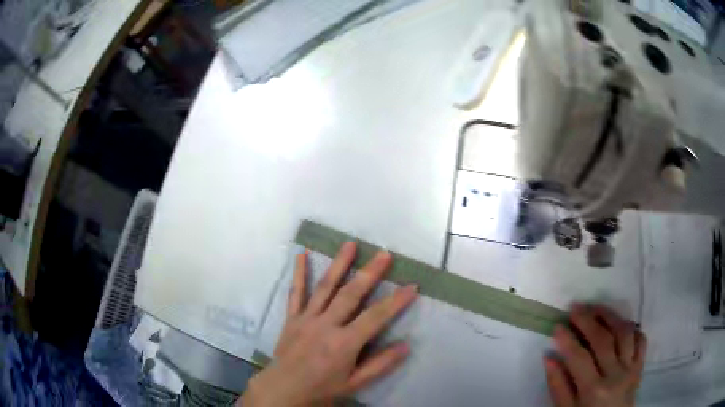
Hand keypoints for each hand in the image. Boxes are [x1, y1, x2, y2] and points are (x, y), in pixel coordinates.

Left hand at [241, 242, 417, 406]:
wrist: (283, 389)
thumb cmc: (322, 389)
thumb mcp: (355, 383)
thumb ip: (380, 365)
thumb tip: (406, 346)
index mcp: (344, 343)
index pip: (376, 317)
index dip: (396, 301)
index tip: (412, 285)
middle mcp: (326, 325)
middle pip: (351, 294)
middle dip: (370, 273)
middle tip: (384, 253)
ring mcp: (306, 318)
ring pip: (325, 287)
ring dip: (338, 264)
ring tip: (350, 244)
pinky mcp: (292, 318)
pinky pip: (295, 293)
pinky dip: (299, 273)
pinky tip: (302, 254)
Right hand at [544, 305, 646, 406]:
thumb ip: (558, 387)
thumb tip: (549, 358)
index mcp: (593, 390)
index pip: (579, 358)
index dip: (568, 340)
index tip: (558, 326)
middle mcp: (615, 375)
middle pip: (603, 340)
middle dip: (588, 320)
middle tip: (575, 308)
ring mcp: (631, 368)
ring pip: (624, 333)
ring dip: (611, 317)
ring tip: (598, 308)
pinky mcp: (640, 366)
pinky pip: (641, 340)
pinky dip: (632, 328)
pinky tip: (621, 324)